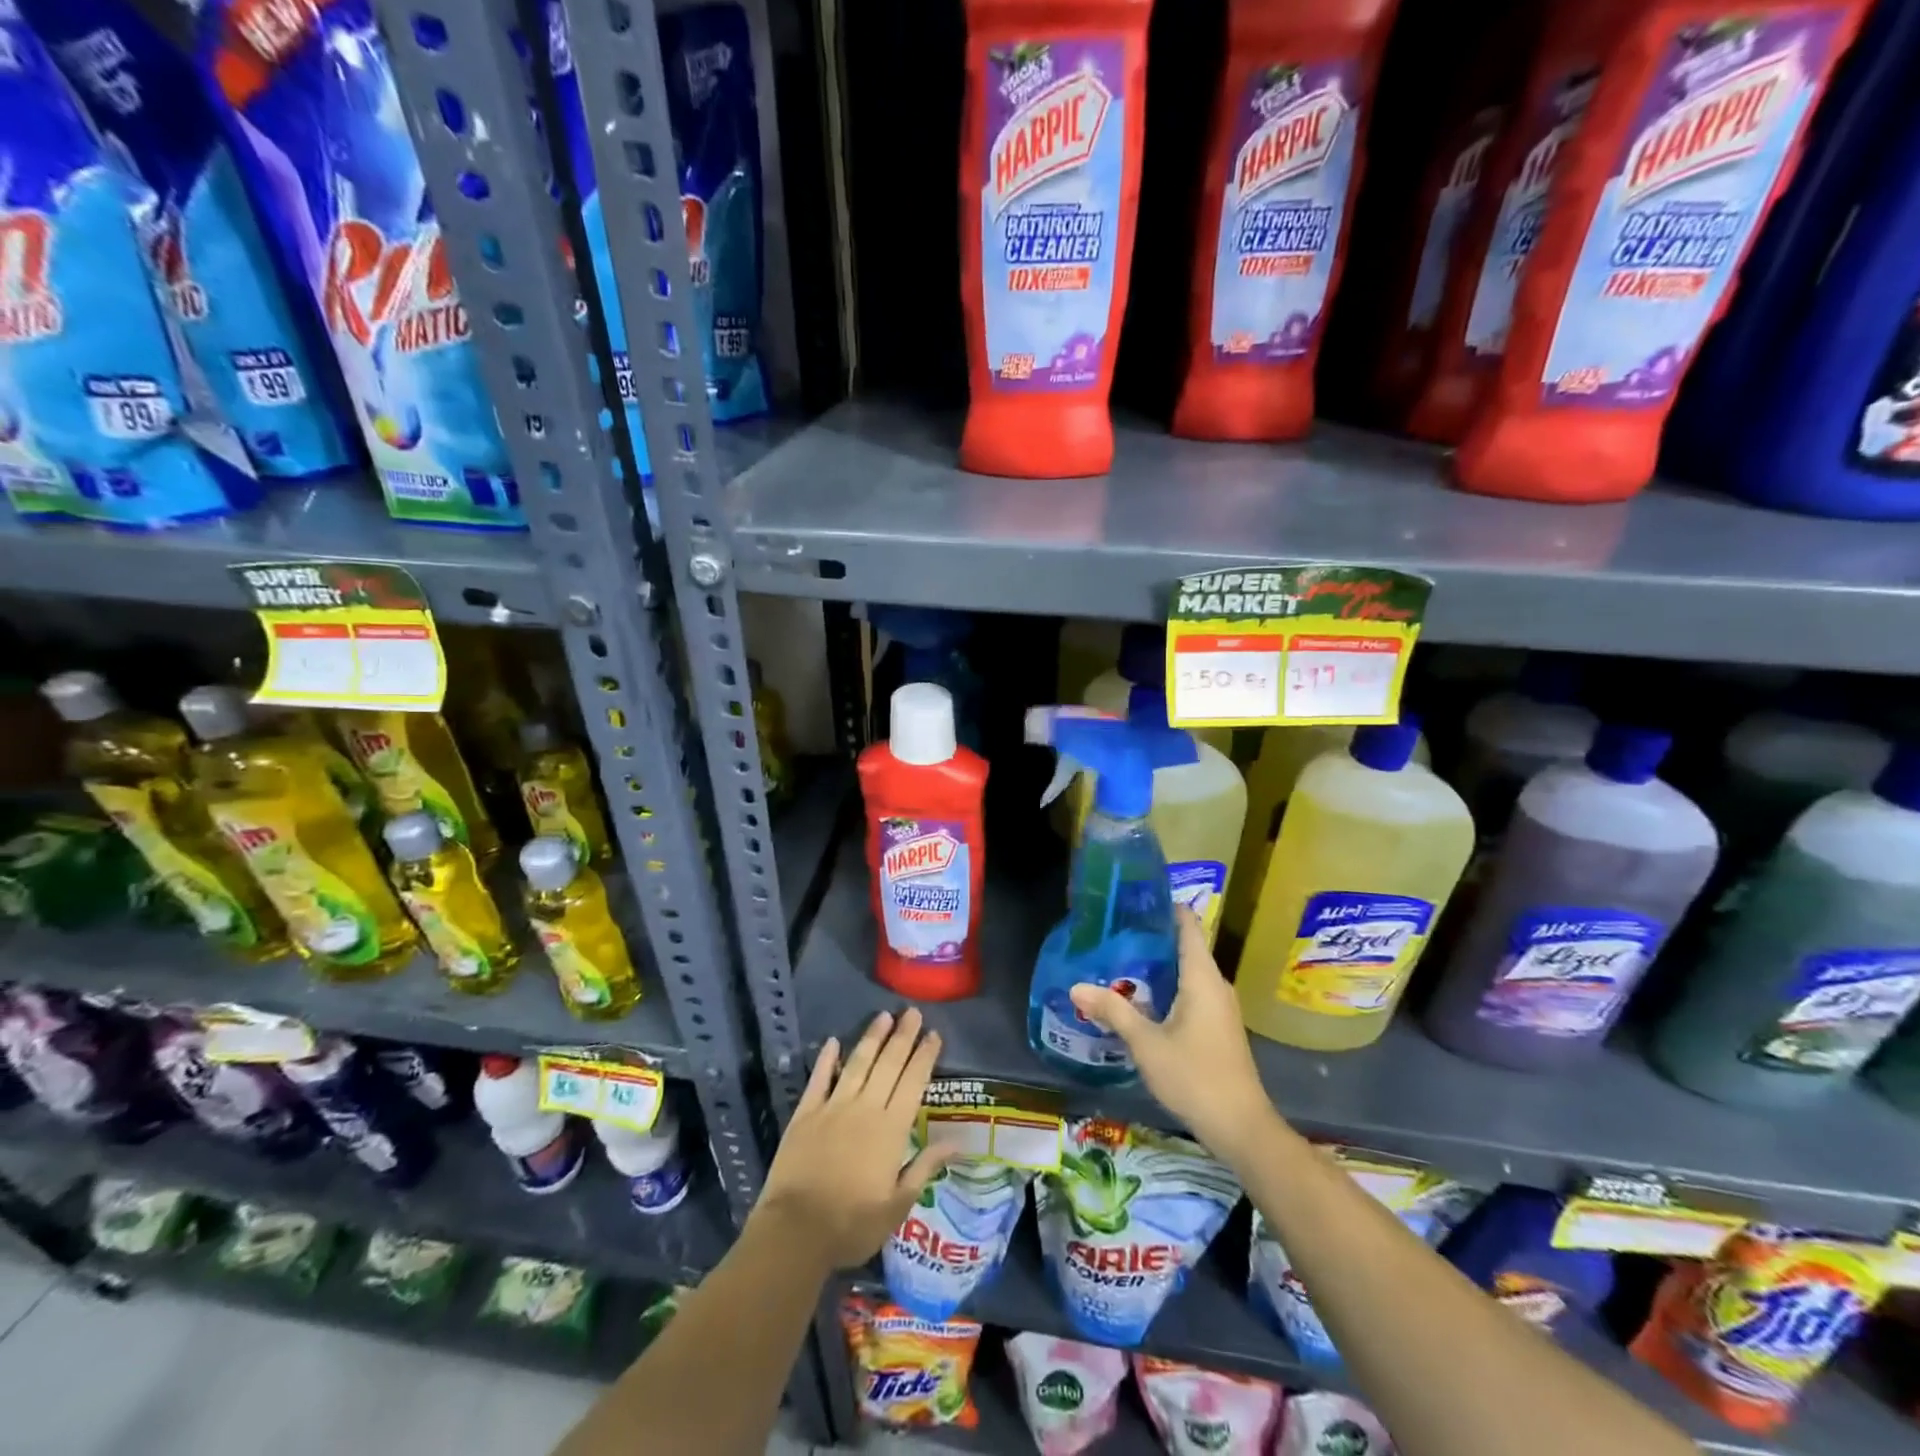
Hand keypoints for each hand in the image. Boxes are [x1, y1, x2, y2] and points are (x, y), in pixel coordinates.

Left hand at [753, 1009, 951, 1270]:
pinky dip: (827, 1059)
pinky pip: (819, 1079)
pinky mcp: (805, 1114)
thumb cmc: (852, 1224)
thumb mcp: (897, 1205)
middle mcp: (865, 1108)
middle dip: (902, 1037)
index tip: (933, 1034)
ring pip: (857, 1064)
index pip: (913, 1083)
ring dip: (871, 1038)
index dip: (924, 1057)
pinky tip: (833, 1042)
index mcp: (891, 1129)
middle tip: (912, 1011)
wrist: (795, 1231)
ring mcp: (833, 1107)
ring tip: (883, 1016)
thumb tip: (957, 1142)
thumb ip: (925, 1167)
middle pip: (888, 1064)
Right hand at [1070, 908, 1277, 1159]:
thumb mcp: (1146, 1043)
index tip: (1136, 898)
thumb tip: (1076, 986)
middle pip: (1186, 947)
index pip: (1188, 926)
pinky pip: (1191, 993)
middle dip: (1152, 937)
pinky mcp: (1218, 1028)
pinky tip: (1141, 998)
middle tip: (1115, 930)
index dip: (1166, 907)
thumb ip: (1112, 1011)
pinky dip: (1167, 987)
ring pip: (1187, 973)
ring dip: (1158, 966)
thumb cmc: (1195, 1076)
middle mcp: (1215, 985)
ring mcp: (1220, 1008)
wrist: (1241, 1128)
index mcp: (1202, 978)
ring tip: (1120, 959)